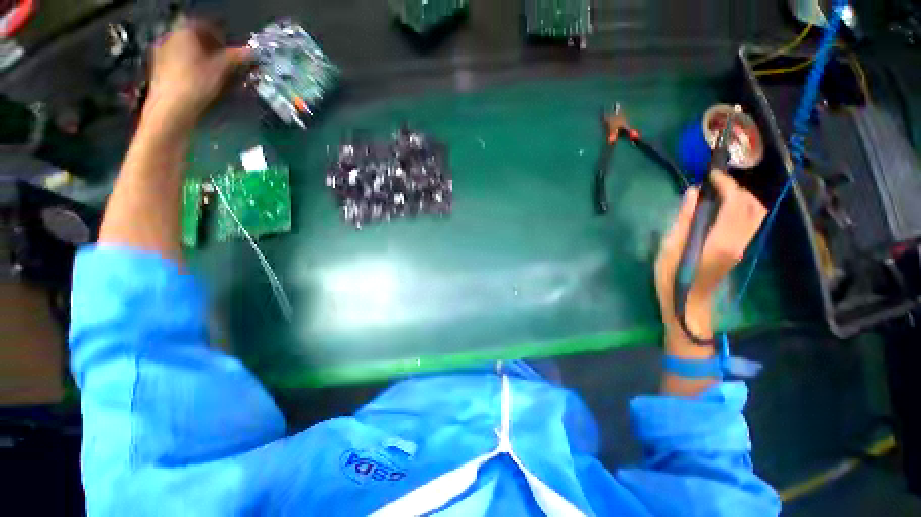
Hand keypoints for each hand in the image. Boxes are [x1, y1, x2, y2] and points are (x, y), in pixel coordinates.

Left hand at [144, 20, 251, 128]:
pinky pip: (180, 63)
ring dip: (203, 60)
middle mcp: (171, 38)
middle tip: (227, 62)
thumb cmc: (197, 83)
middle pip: (196, 39)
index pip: (205, 25)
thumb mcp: (222, 69)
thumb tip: (253, 52)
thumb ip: (237, 57)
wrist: (171, 108)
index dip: (221, 35)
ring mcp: (162, 54)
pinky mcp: (159, 70)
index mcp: (184, 31)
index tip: (233, 48)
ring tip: (217, 75)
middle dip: (213, 49)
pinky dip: (193, 69)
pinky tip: (201, 82)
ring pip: (188, 52)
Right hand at [655, 170, 767, 341]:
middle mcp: (739, 241)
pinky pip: (749, 222)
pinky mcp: (739, 249)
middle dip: (737, 189)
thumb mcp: (671, 246)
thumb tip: (694, 192)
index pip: (736, 202)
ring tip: (718, 194)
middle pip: (752, 206)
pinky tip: (721, 209)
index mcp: (722, 240)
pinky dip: (740, 209)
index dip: (727, 184)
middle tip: (714, 184)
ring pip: (755, 214)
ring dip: (741, 198)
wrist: (686, 302)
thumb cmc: (672, 275)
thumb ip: (685, 218)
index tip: (711, 174)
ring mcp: (742, 246)